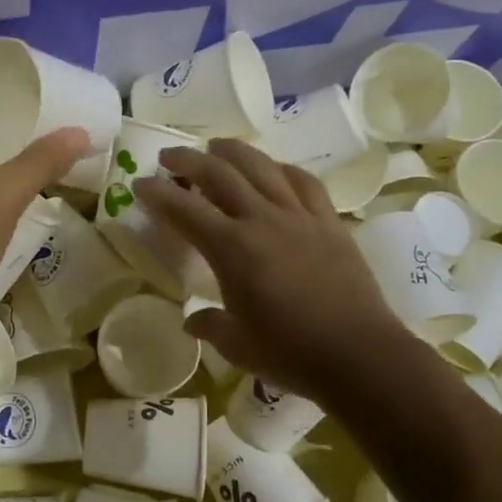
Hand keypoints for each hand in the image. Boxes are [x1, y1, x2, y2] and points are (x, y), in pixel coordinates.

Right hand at [135, 140, 401, 402]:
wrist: (361, 355)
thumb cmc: (292, 354)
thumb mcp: (238, 345)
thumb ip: (210, 325)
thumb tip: (192, 321)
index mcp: (232, 250)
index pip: (184, 209)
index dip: (157, 193)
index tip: (140, 183)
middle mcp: (262, 220)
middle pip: (219, 174)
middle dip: (188, 160)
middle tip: (168, 157)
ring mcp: (299, 216)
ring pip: (261, 166)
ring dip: (232, 151)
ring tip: (215, 147)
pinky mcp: (329, 222)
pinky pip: (303, 182)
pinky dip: (281, 169)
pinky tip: (274, 169)